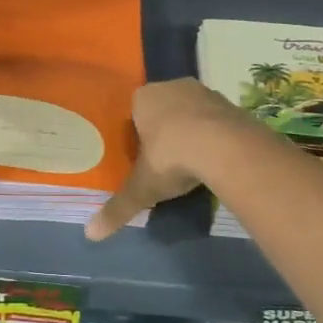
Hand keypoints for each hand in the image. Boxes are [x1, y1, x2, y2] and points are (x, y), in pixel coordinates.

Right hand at [85, 78, 249, 240]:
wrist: (226, 148)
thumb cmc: (171, 158)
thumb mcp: (142, 188)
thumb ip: (118, 208)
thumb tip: (91, 235)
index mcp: (145, 98)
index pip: (135, 112)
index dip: (138, 134)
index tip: (142, 157)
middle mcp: (173, 87)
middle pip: (164, 109)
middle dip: (165, 131)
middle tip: (166, 160)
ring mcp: (205, 93)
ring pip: (192, 112)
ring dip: (192, 131)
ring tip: (193, 161)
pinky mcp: (232, 104)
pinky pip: (217, 120)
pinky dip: (215, 135)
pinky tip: (216, 158)